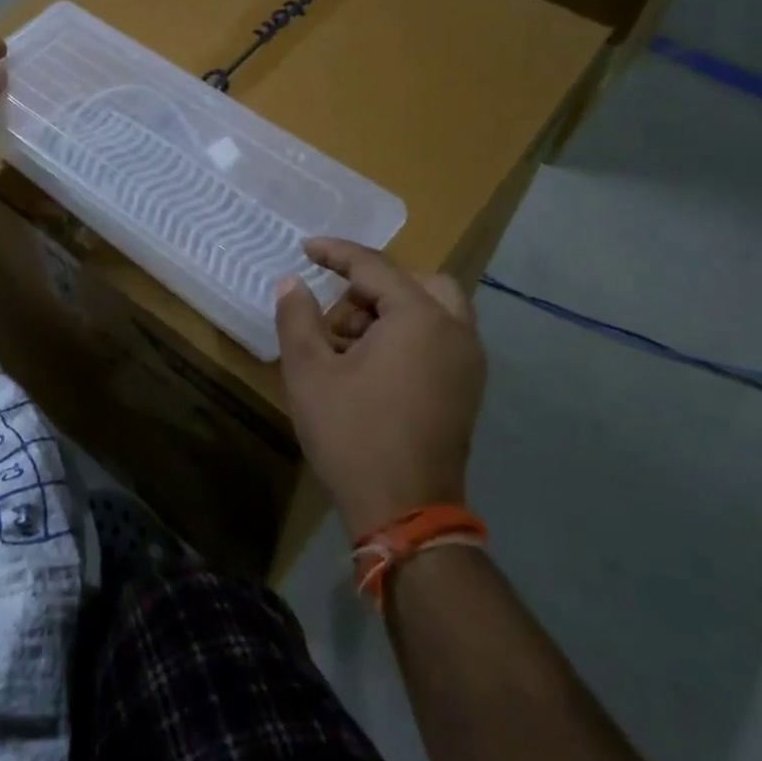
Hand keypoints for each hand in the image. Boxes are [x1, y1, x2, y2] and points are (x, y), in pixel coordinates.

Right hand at [274, 239, 486, 537]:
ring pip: (433, 311)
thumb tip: (292, 283)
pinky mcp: (467, 390)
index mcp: (420, 318)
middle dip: (375, 286)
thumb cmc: (352, 434)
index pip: (374, 267)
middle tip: (340, 312)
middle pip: (419, 283)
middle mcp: (455, 332)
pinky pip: (440, 339)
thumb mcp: (309, 371)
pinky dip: (409, 335)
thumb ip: (297, 317)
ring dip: (392, 312)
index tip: (305, 249)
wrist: (404, 512)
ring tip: (348, 346)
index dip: (335, 253)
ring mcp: (468, 363)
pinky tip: (372, 367)